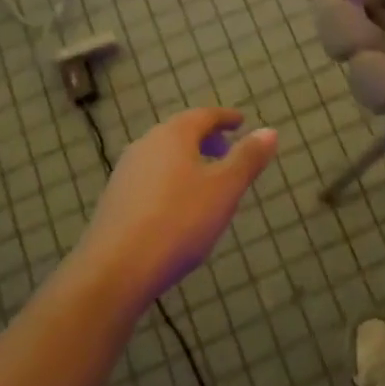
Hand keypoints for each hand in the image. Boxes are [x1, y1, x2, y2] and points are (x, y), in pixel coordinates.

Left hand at [77, 107, 277, 304]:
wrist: (115, 270)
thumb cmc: (178, 221)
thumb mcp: (224, 190)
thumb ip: (247, 158)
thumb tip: (269, 130)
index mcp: (173, 135)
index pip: (204, 115)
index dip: (225, 118)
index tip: (240, 122)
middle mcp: (146, 145)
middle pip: (180, 132)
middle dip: (205, 138)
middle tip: (227, 149)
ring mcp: (126, 172)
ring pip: (164, 155)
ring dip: (187, 160)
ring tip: (207, 179)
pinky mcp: (115, 200)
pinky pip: (151, 177)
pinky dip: (171, 179)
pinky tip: (179, 205)